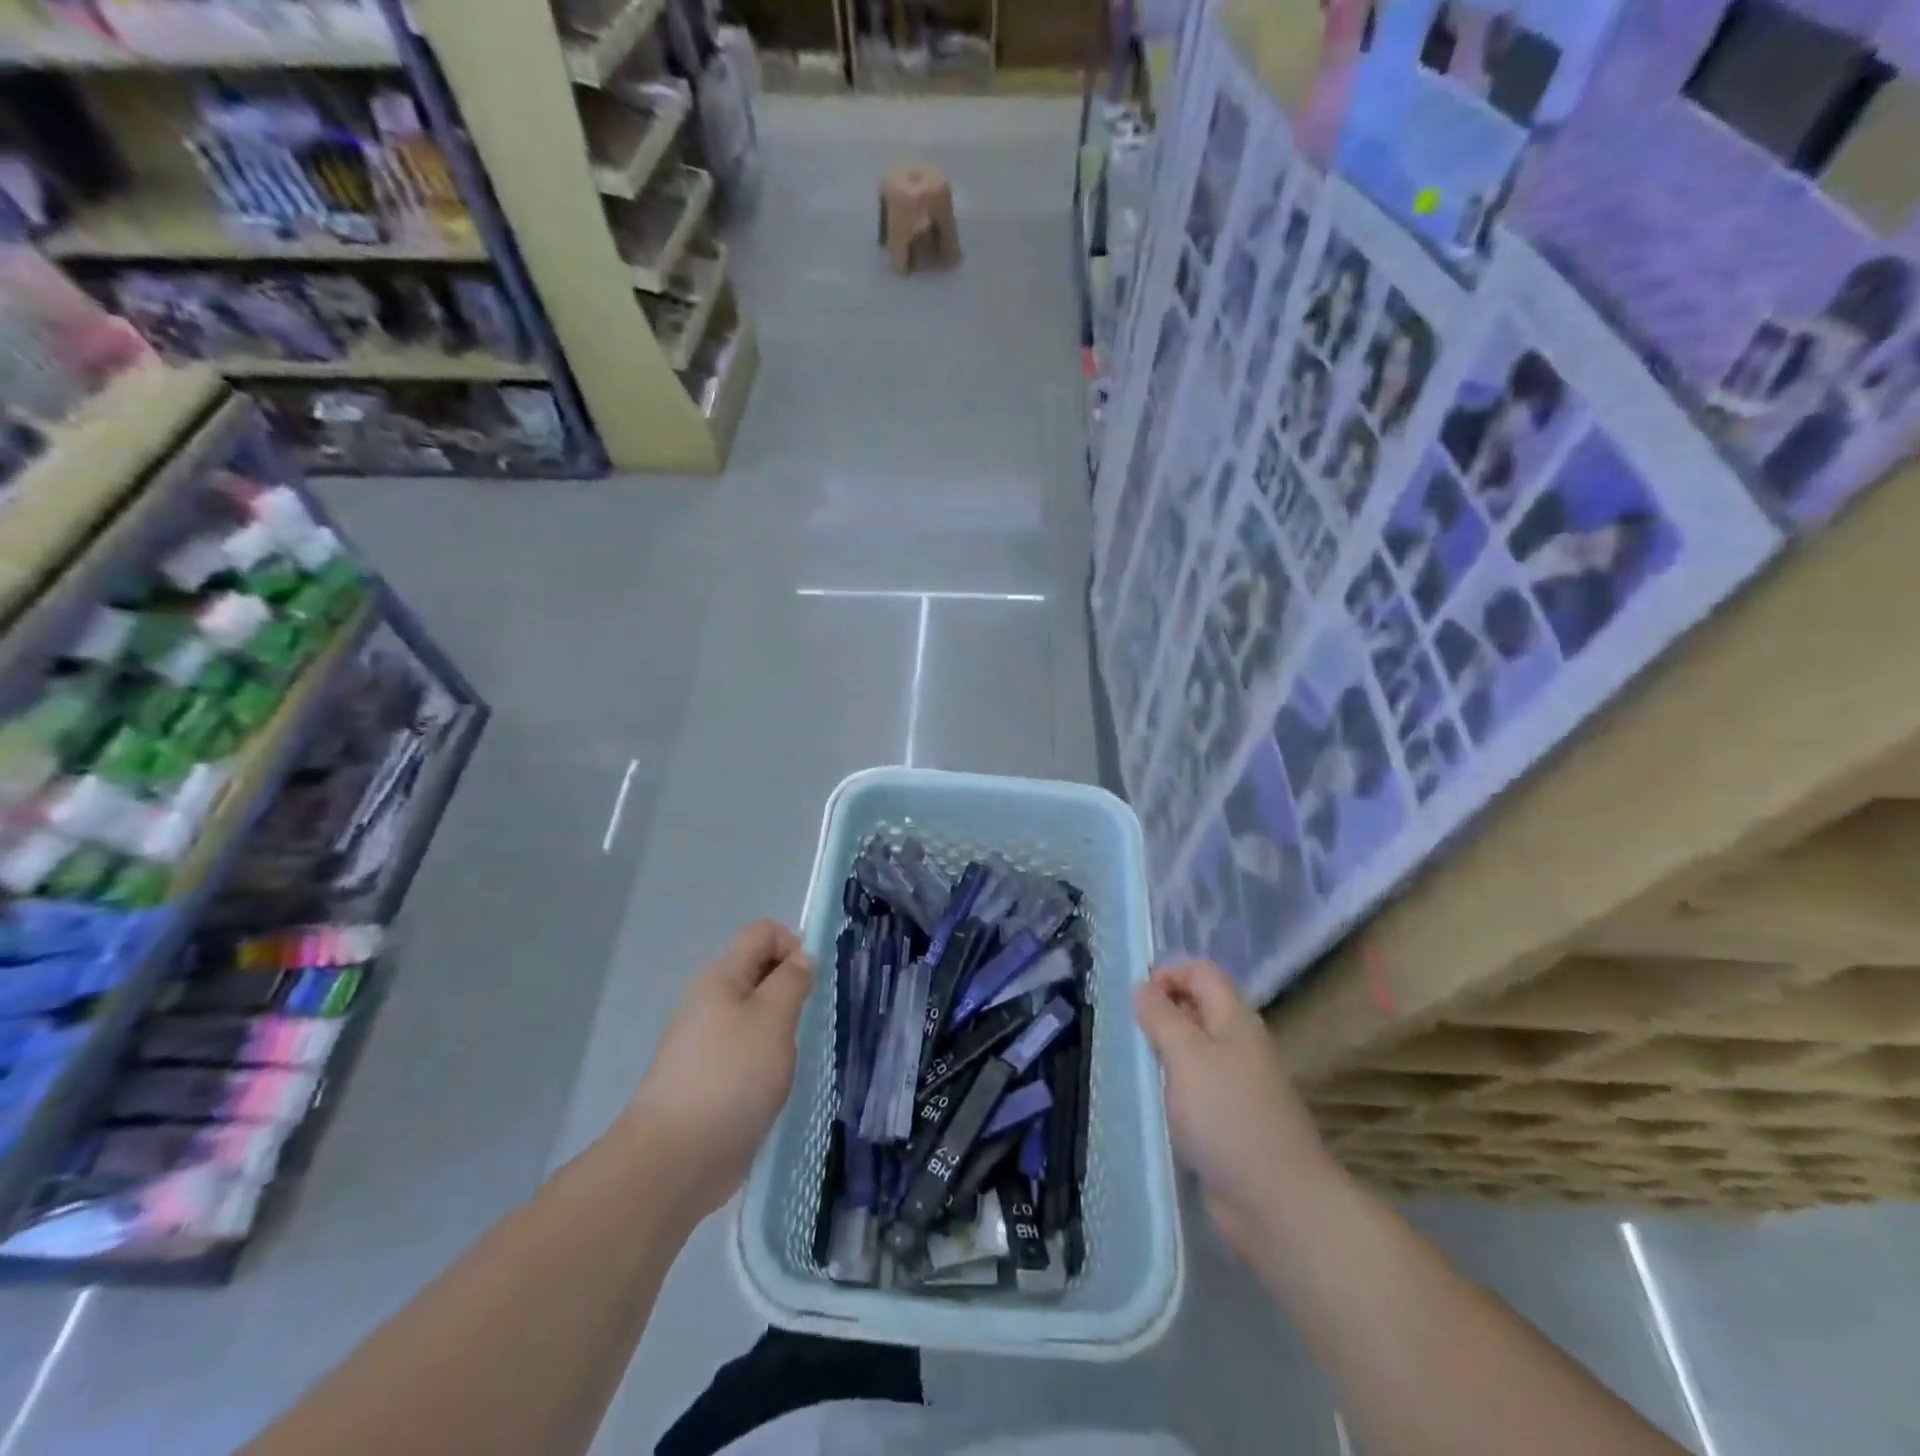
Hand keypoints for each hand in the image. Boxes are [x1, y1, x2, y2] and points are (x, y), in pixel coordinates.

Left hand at [624, 921, 814, 1222]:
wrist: (674, 1159)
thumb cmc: (731, 1077)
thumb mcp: (773, 1019)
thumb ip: (792, 981)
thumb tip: (802, 957)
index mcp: (721, 976)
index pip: (762, 932)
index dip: (792, 945)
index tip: (809, 983)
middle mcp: (709, 1000)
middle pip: (757, 969)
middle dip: (789, 987)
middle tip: (804, 1022)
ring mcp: (705, 1041)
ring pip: (753, 1012)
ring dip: (779, 1027)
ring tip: (788, 1059)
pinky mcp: (707, 1077)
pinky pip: (745, 1049)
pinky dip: (764, 1058)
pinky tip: (771, 1086)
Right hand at [1133, 960, 1334, 1266]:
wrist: (1276, 1202)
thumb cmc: (1227, 1116)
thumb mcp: (1185, 1054)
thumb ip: (1161, 1016)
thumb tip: (1144, 987)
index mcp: (1235, 1018)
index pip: (1202, 972)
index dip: (1168, 974)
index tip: (1137, 1001)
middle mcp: (1240, 1043)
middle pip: (1199, 1006)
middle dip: (1163, 1011)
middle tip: (1132, 1033)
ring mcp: (1238, 1083)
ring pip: (1195, 1048)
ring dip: (1165, 1050)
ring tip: (1138, 1065)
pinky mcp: (1231, 1119)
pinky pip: (1197, 1085)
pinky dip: (1174, 1085)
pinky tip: (1156, 1101)